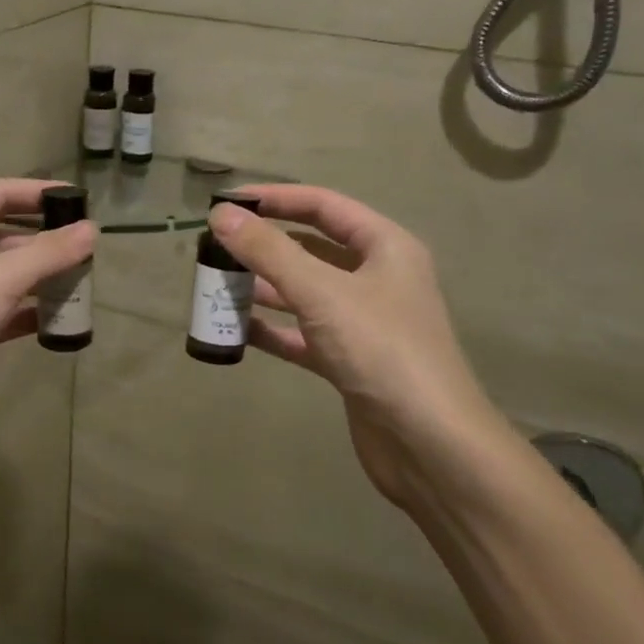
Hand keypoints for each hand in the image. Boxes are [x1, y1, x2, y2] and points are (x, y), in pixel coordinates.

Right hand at [208, 184, 505, 513]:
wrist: (429, 444)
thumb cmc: (381, 350)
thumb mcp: (321, 293)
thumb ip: (269, 251)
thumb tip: (221, 214)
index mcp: (385, 248)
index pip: (324, 206)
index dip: (276, 199)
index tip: (228, 202)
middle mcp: (376, 278)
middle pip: (311, 249)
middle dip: (264, 247)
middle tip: (214, 248)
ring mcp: (362, 322)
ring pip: (303, 293)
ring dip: (262, 289)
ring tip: (215, 286)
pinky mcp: (348, 360)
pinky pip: (301, 334)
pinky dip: (271, 330)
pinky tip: (235, 330)